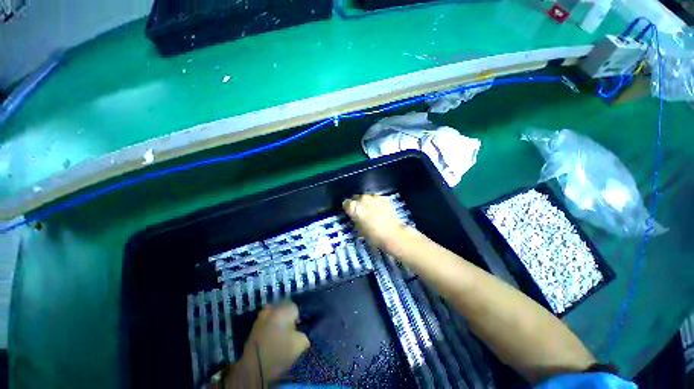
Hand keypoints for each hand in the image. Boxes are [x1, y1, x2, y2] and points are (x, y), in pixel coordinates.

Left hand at [231, 302, 309, 387]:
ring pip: (275, 314)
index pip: (296, 308)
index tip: (298, 329)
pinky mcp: (253, 326)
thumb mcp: (301, 343)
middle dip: (288, 318)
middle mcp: (272, 308)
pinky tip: (271, 338)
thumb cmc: (279, 352)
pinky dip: (270, 327)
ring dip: (278, 321)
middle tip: (290, 331)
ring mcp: (261, 316)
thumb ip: (304, 332)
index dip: (298, 319)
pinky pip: (267, 321)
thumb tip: (300, 331)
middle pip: (284, 308)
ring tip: (280, 335)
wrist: (254, 367)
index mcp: (284, 309)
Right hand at [343, 194, 409, 251]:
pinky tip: (378, 209)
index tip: (350, 213)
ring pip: (366, 197)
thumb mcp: (359, 229)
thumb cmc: (372, 235)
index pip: (346, 204)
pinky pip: (376, 198)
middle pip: (356, 198)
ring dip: (366, 202)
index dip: (348, 209)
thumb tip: (355, 217)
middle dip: (357, 204)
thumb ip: (355, 219)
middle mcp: (362, 199)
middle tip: (360, 212)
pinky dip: (375, 202)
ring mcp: (373, 197)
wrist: (391, 233)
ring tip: (370, 211)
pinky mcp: (383, 198)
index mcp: (353, 207)